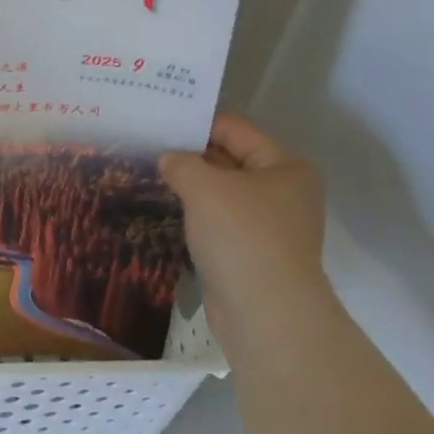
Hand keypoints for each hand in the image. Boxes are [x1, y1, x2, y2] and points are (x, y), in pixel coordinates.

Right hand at [159, 115, 328, 331]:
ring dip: (192, 186)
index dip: (197, 124)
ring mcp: (271, 225)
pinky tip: (168, 210)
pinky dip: (197, 214)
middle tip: (147, 147)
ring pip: (223, 193)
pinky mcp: (254, 252)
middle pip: (230, 160)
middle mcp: (284, 192)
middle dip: (192, 155)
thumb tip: (168, 159)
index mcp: (285, 167)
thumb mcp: (204, 187)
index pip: (236, 130)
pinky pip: (220, 221)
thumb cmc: (241, 236)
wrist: (265, 311)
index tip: (159, 122)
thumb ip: (181, 163)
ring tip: (150, 176)